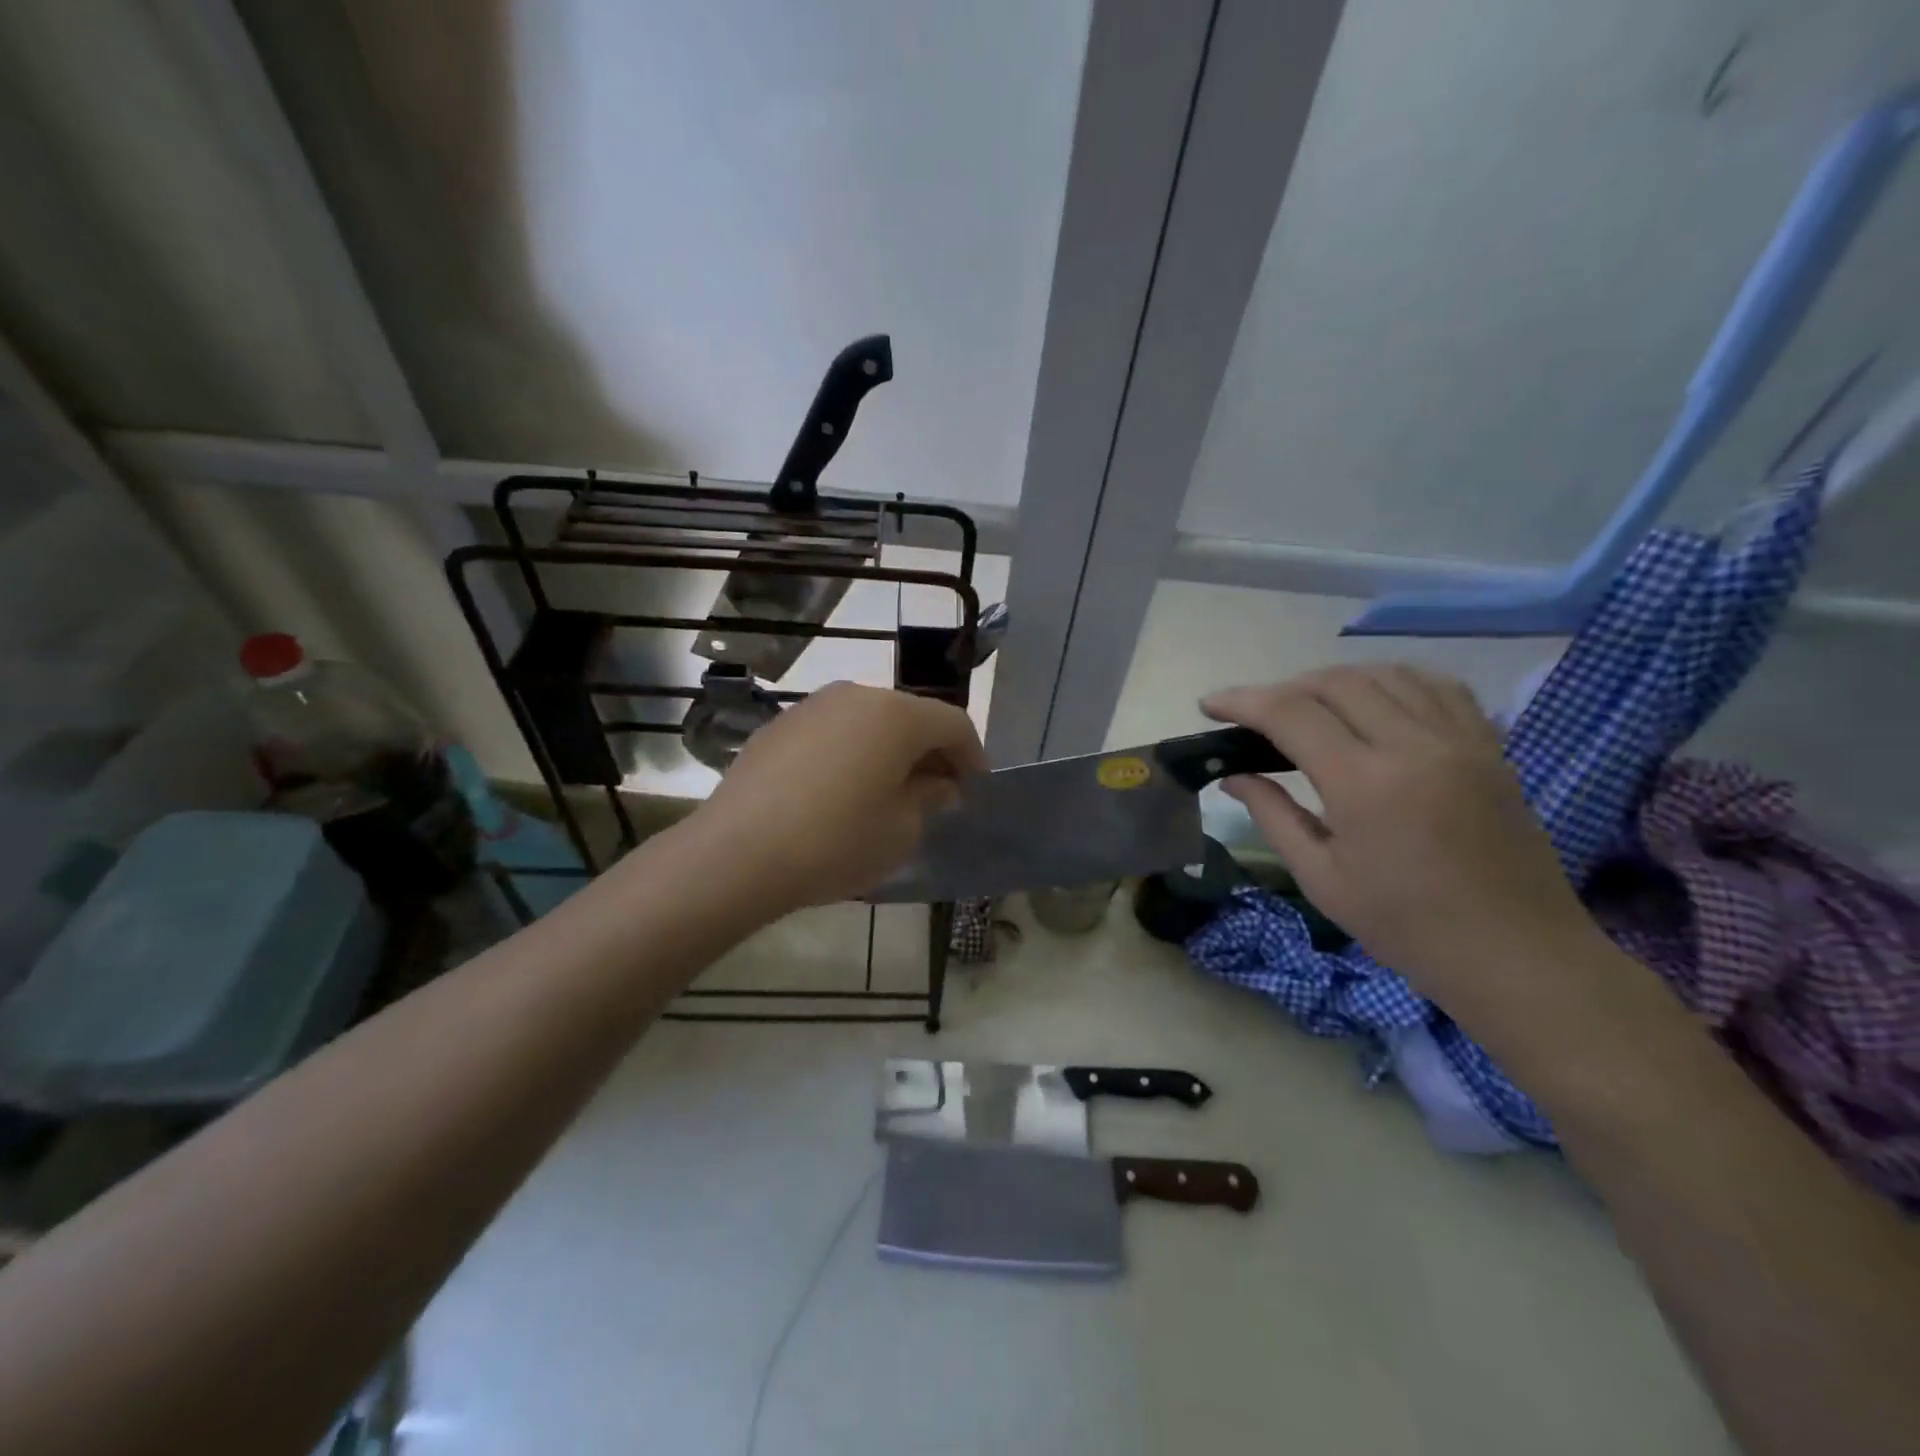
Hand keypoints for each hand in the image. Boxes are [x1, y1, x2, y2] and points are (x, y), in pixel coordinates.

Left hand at [678, 682, 986, 916]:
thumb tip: (938, 784)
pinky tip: (839, 793)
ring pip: (869, 722)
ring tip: (887, 794)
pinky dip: (850, 754)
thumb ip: (930, 798)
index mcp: (896, 714)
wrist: (738, 853)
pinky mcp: (779, 726)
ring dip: (888, 752)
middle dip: (929, 753)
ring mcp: (812, 706)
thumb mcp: (901, 830)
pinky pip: (833, 733)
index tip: (974, 791)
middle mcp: (856, 695)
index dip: (972, 757)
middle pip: (910, 717)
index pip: (953, 723)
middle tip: (936, 795)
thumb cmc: (837, 842)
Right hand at [1203, 666, 1604, 1011]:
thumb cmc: (1406, 927)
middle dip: (1284, 687)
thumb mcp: (1321, 878)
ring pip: (1387, 675)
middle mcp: (1413, 745)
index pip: (1290, 713)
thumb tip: (1232, 775)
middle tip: (1256, 715)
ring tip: (1309, 704)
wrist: (1516, 954)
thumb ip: (1273, 815)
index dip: (1242, 701)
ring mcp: (1460, 741)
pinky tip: (1375, 701)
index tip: (1210, 705)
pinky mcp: (1490, 748)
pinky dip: (1394, 682)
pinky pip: (1438, 687)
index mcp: (1364, 783)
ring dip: (1336, 679)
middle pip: (1336, 682)